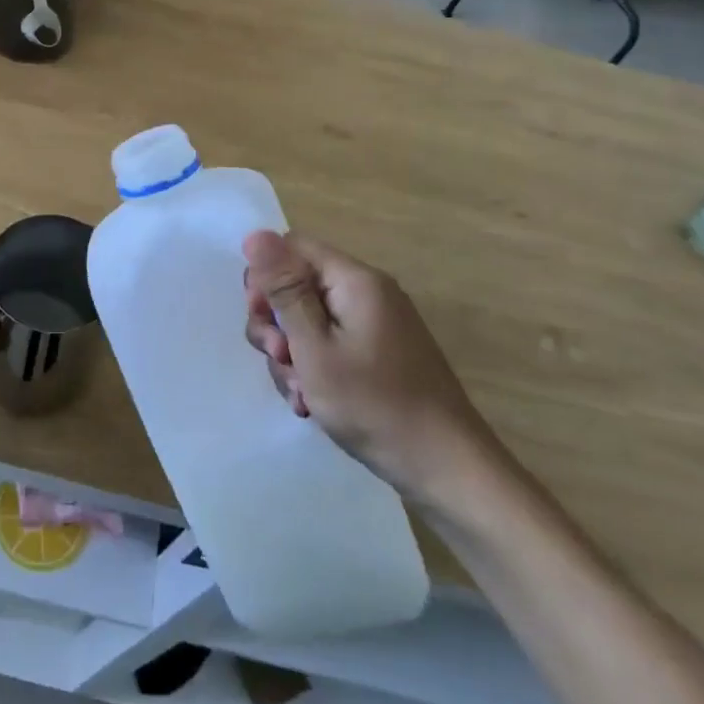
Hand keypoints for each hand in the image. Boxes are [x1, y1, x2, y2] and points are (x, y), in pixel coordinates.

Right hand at [243, 231, 496, 508]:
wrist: (447, 469)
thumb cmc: (374, 405)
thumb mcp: (315, 348)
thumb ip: (285, 291)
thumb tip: (256, 234)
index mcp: (355, 281)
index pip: (292, 248)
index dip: (266, 277)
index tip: (261, 318)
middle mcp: (365, 293)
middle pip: (297, 285)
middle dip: (276, 323)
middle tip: (278, 358)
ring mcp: (374, 324)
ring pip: (308, 320)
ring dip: (291, 354)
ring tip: (300, 393)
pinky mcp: (376, 353)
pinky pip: (329, 344)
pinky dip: (313, 369)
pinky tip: (312, 402)